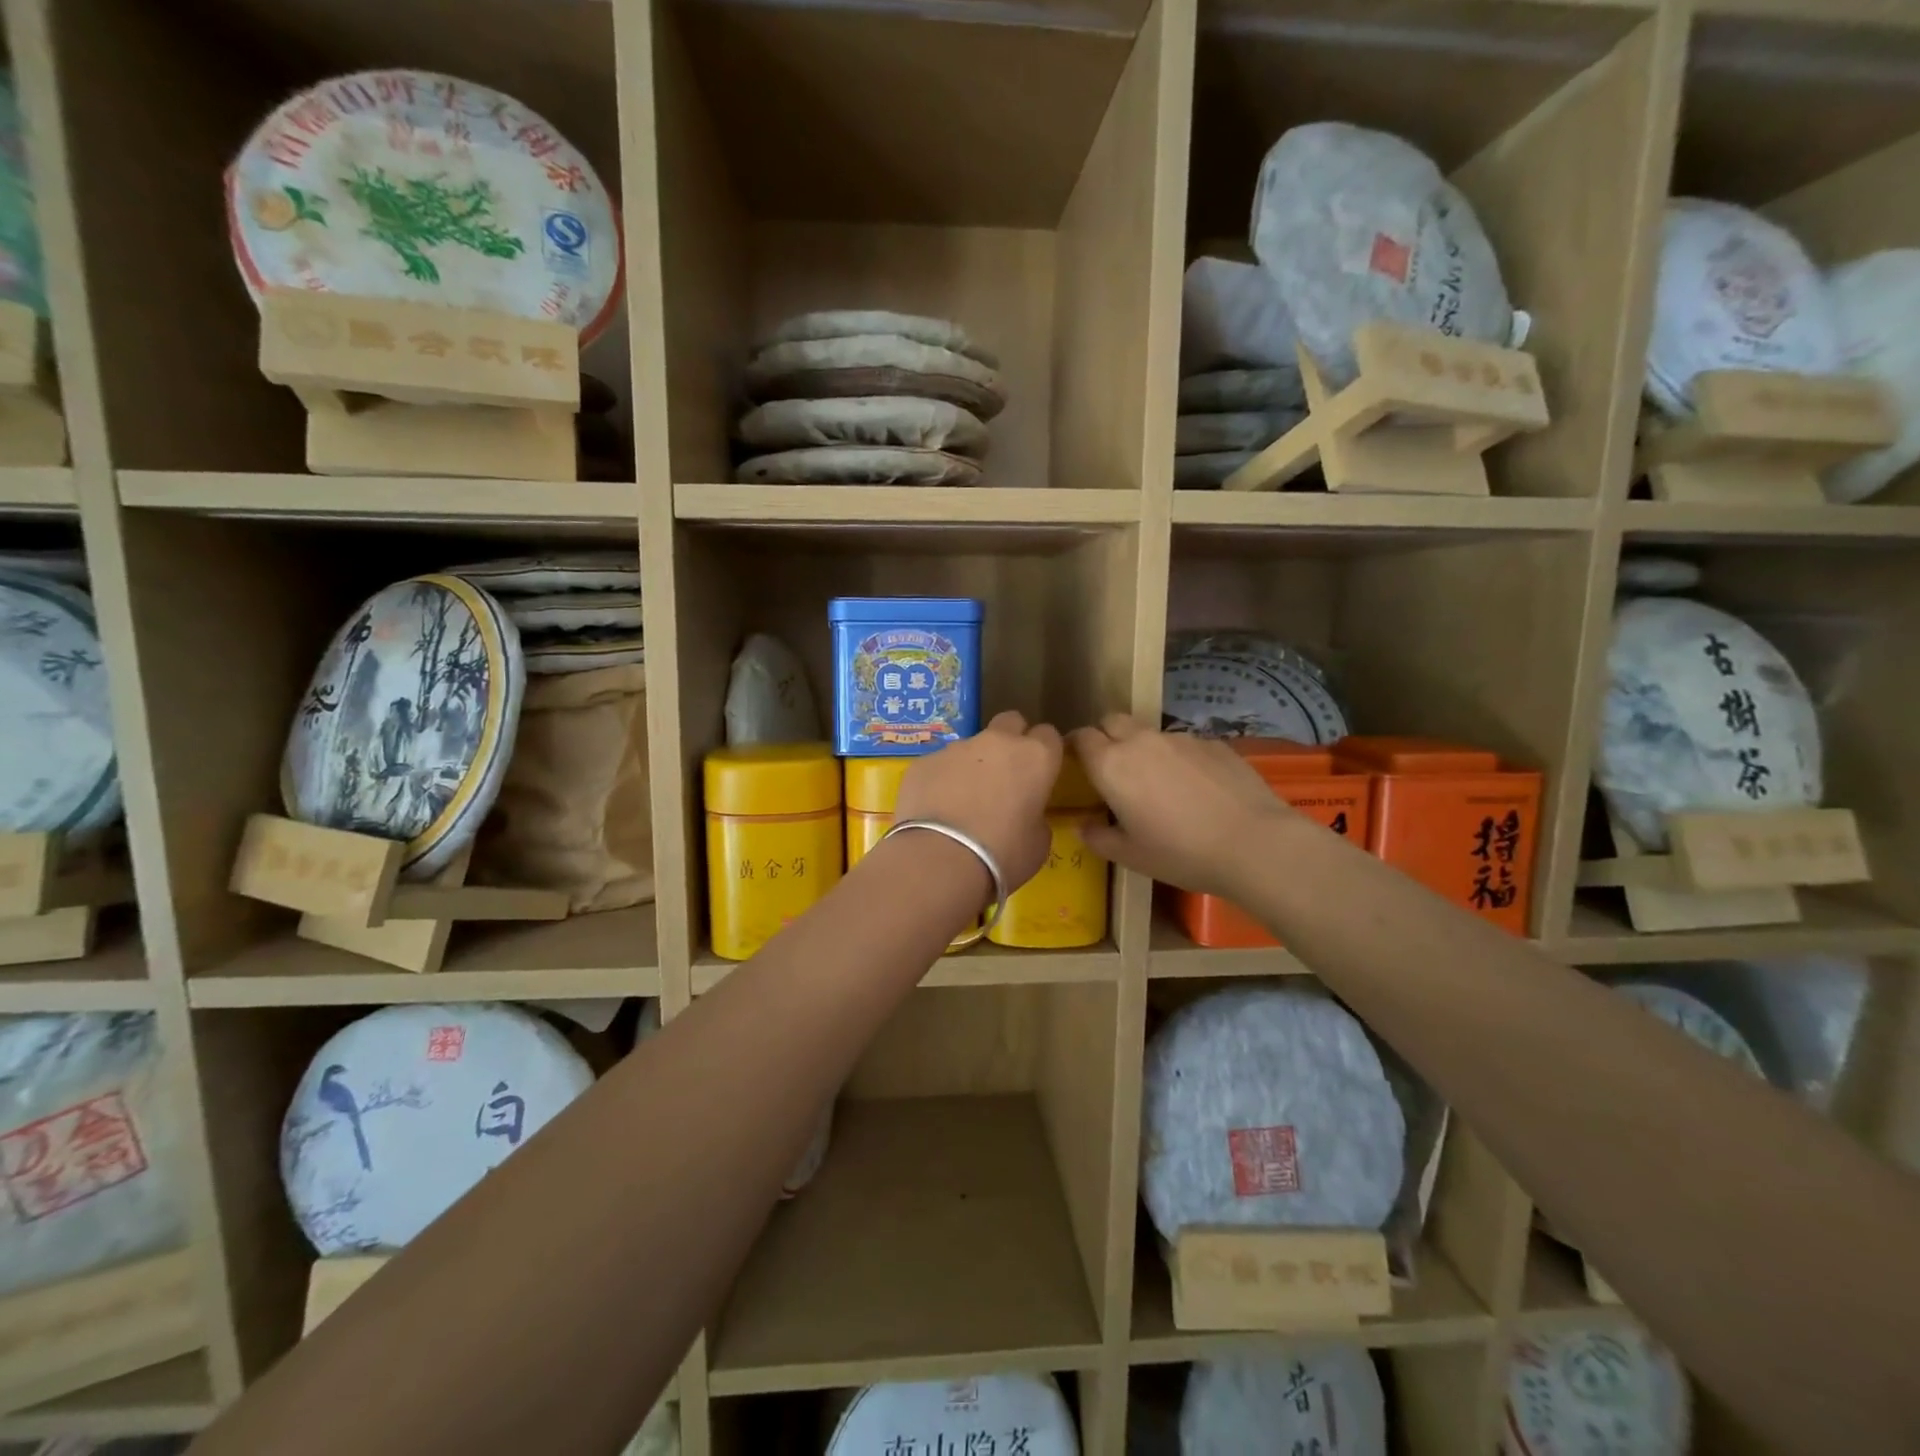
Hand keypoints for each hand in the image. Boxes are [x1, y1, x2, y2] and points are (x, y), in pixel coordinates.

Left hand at [895, 711, 1063, 890]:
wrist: (940, 860)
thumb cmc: (1002, 855)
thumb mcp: (1038, 843)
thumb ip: (1036, 816)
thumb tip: (1025, 812)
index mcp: (1035, 757)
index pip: (1049, 735)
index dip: (1044, 753)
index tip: (1039, 774)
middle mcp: (997, 742)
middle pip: (1010, 722)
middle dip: (1011, 740)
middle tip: (1005, 775)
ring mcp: (956, 748)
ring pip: (971, 746)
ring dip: (973, 765)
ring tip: (963, 802)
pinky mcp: (923, 761)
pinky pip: (939, 765)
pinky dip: (941, 781)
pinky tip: (936, 810)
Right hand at [1069, 714, 1297, 896]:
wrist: (1255, 843)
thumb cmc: (1181, 853)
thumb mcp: (1130, 856)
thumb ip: (1099, 837)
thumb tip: (1084, 826)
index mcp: (1111, 765)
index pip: (1081, 737)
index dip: (1075, 747)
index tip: (1077, 765)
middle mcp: (1141, 741)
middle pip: (1112, 721)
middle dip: (1106, 736)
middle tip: (1113, 769)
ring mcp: (1180, 737)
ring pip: (1149, 733)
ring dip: (1144, 749)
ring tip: (1160, 783)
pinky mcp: (1213, 742)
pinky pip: (1184, 744)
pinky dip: (1180, 758)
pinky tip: (1197, 788)